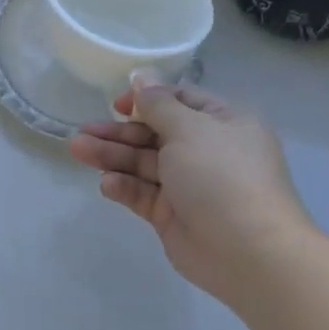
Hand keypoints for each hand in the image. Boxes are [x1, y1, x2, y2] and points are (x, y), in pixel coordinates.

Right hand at [70, 84, 315, 312]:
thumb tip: (142, 76)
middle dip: (118, 132)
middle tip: (83, 132)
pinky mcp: (173, 215)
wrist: (250, 253)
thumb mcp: (189, 128)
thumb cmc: (222, 176)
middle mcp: (207, 151)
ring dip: (111, 156)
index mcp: (222, 123)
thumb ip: (158, 103)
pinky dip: (124, 186)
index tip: (118, 105)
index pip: (179, 101)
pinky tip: (107, 184)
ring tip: (78, 151)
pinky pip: (143, 193)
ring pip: (143, 163)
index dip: (147, 99)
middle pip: (154, 133)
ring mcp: (189, 185)